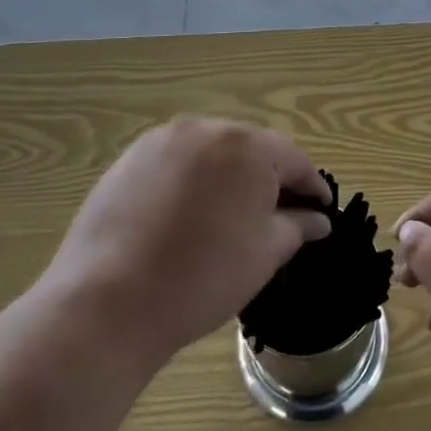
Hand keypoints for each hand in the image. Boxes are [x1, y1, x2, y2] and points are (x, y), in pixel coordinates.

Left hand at [42, 118, 331, 370]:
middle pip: (252, 148)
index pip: (293, 160)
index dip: (311, 186)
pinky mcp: (131, 157)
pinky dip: (193, 179)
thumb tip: (318, 219)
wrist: (109, 301)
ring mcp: (164, 139)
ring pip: (213, 151)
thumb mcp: (265, 254)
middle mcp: (207, 128)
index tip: (321, 210)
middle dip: (269, 177)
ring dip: (229, 175)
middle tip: (278, 214)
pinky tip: (189, 214)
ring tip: (231, 214)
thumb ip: (297, 226)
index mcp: (248, 147)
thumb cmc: (203, 277)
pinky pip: (178, 160)